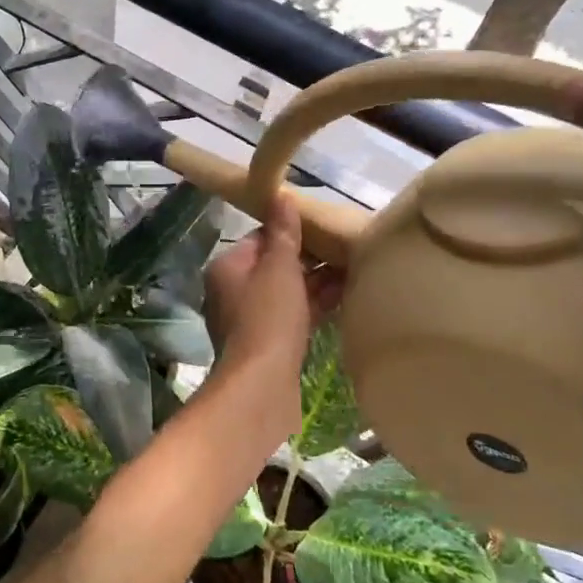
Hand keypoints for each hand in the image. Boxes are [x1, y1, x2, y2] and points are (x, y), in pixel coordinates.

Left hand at [202, 197, 343, 436]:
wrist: (263, 386)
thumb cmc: (268, 318)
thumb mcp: (278, 268)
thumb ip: (283, 233)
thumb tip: (279, 195)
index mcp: (228, 268)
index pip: (261, 239)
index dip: (292, 232)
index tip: (324, 227)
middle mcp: (234, 291)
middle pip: (275, 266)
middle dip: (309, 258)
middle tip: (345, 246)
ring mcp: (252, 320)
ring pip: (288, 292)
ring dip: (317, 282)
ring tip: (355, 267)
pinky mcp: (270, 344)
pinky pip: (295, 315)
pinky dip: (316, 305)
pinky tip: (347, 296)